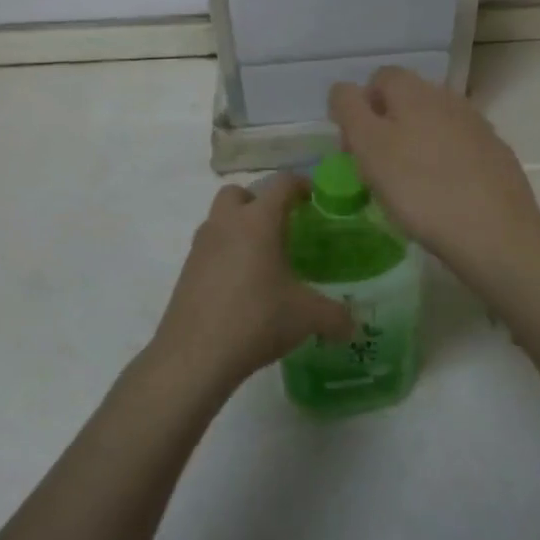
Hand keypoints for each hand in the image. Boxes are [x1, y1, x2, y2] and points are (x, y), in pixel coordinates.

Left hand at [147, 174, 355, 392]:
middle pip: (239, 193)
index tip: (314, 198)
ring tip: (262, 259)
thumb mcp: (306, 317)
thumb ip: (336, 316)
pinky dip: (225, 255)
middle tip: (281, 227)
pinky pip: (209, 249)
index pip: (282, 184)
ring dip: (239, 228)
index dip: (301, 185)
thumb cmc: (256, 320)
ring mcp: (201, 247)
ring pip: (220, 220)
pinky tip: (241, 286)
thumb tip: (353, 325)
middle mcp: (226, 224)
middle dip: (260, 202)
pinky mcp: (186, 271)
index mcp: (258, 221)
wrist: (194, 355)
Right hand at [329, 67, 539, 276]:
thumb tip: (343, 90)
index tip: (354, 146)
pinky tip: (442, 193)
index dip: (360, 106)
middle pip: (408, 100)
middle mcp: (448, 98)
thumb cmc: (420, 189)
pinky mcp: (496, 154)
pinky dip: (444, 162)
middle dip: (387, 125)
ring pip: (434, 123)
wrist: (495, 231)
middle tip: (377, 167)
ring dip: (416, 143)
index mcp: (414, 92)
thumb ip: (350, 110)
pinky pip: (459, 148)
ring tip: (409, 183)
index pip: (379, 78)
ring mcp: (477, 125)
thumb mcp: (370, 147)